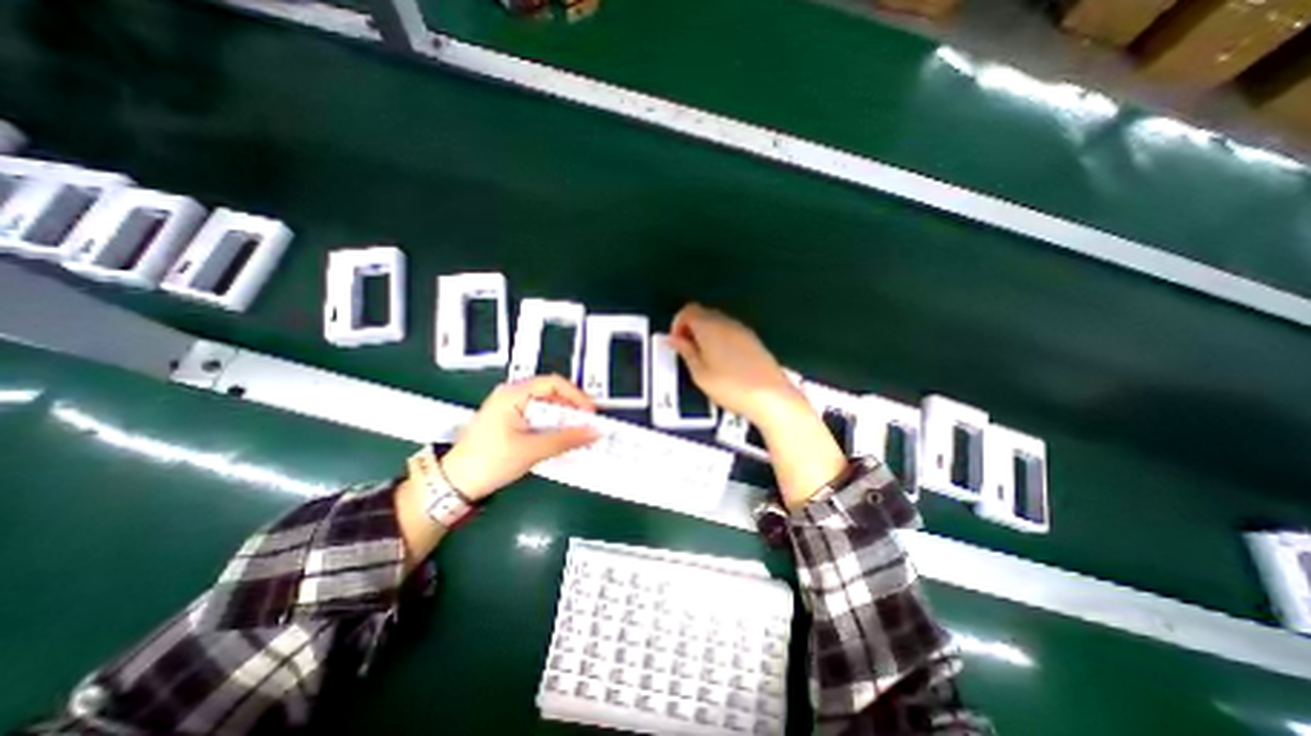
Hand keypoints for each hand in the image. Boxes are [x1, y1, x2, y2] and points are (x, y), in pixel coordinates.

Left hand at [444, 381, 599, 499]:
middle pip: (550, 393)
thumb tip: (595, 433)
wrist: (453, 484)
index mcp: (513, 394)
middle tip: (588, 425)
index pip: (553, 383)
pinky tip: (561, 438)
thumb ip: (565, 440)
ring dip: (563, 419)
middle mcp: (511, 395)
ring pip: (545, 406)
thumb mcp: (531, 450)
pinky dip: (552, 426)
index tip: (591, 414)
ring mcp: (509, 408)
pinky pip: (537, 417)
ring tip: (578, 433)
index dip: (576, 396)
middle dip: (571, 409)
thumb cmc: (491, 461)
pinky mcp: (509, 421)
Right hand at [671, 302, 845, 507]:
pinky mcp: (753, 340)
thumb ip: (685, 352)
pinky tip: (721, 361)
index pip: (688, 311)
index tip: (676, 341)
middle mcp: (727, 323)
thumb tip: (674, 339)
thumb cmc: (732, 387)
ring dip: (705, 334)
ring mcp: (742, 330)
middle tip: (686, 350)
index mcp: (710, 328)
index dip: (677, 324)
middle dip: (690, 328)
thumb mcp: (700, 373)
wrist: (771, 397)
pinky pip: (730, 331)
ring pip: (717, 322)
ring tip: (703, 359)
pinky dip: (720, 339)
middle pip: (703, 313)